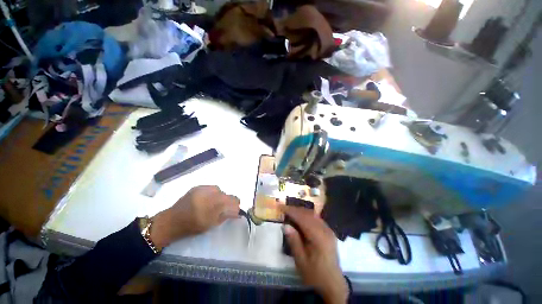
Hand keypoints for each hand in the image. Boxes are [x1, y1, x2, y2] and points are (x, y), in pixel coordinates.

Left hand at [150, 186, 239, 248]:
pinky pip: (211, 188)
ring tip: (212, 204)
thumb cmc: (192, 226)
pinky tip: (206, 200)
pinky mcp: (198, 186)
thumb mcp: (211, 224)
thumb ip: (226, 216)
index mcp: (213, 205)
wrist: (172, 221)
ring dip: (219, 197)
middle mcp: (210, 193)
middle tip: (221, 209)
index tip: (234, 211)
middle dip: (226, 202)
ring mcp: (203, 188)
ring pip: (219, 190)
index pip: (233, 200)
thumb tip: (237, 212)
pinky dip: (212, 193)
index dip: (235, 205)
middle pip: (227, 195)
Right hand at [281, 206, 348, 303]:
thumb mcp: (301, 261)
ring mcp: (329, 230)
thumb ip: (294, 242)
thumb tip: (285, 225)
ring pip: (313, 214)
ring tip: (290, 211)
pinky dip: (307, 215)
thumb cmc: (315, 275)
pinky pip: (317, 218)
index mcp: (318, 237)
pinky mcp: (329, 232)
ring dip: (301, 211)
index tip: (281, 206)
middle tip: (284, 208)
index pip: (303, 218)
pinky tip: (301, 218)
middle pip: (308, 214)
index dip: (291, 211)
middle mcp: (325, 230)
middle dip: (295, 209)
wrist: (333, 284)